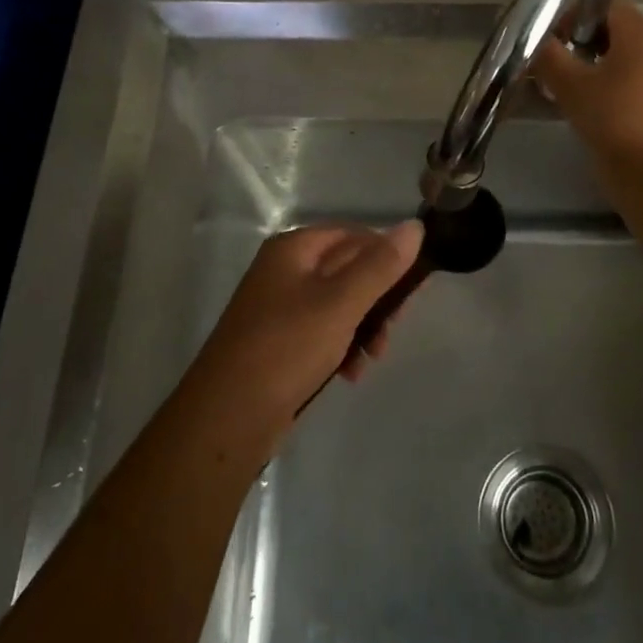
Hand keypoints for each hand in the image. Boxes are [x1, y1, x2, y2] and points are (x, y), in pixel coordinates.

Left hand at [187, 221, 423, 442]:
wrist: (228, 417)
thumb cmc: (287, 347)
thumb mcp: (341, 303)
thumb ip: (380, 266)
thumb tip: (414, 226)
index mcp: (293, 248)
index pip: (353, 234)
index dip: (385, 256)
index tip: (409, 291)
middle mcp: (284, 269)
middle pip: (347, 269)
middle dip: (376, 298)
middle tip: (393, 327)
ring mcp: (279, 306)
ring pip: (338, 303)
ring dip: (363, 326)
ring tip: (373, 356)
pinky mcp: (279, 341)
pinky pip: (322, 330)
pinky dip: (341, 346)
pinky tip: (350, 372)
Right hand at [532, 0, 642, 165]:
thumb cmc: (613, 119)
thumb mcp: (571, 84)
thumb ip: (548, 55)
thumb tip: (530, 38)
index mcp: (640, 33)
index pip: (603, 2)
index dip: (571, 12)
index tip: (544, 32)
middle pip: (605, 27)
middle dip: (571, 38)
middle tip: (542, 56)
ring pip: (609, 54)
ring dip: (579, 62)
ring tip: (549, 79)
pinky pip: (616, 77)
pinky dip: (593, 81)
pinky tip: (567, 99)